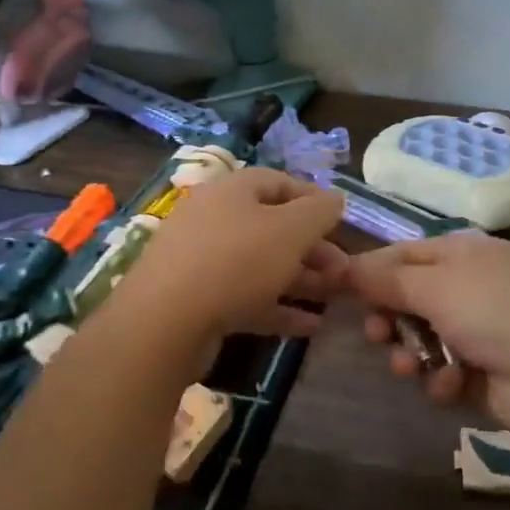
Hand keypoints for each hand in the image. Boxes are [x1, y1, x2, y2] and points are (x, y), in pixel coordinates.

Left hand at [114, 168, 346, 347]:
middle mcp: (214, 219)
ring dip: (300, 280)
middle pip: (271, 227)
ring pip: (261, 265)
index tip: (342, 221)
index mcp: (231, 191)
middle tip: (343, 271)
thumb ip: (319, 212)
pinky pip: (246, 298)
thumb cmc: (236, 261)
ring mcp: (203, 262)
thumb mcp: (290, 230)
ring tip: (334, 297)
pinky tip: (310, 327)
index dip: (313, 199)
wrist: (166, 322)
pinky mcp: (198, 301)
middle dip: (312, 248)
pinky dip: (278, 308)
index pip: (278, 182)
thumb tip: (336, 199)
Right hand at [349, 232, 509, 436]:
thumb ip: (386, 279)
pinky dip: (442, 380)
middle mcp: (466, 289)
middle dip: (387, 319)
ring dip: (410, 354)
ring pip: (419, 341)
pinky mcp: (480, 374)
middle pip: (406, 300)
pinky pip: (442, 374)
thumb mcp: (437, 285)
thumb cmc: (497, 310)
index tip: (336, 290)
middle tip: (377, 334)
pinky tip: (451, 385)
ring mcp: (476, 332)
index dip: (369, 272)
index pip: (401, 256)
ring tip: (411, 367)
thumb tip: (344, 265)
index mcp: (460, 255)